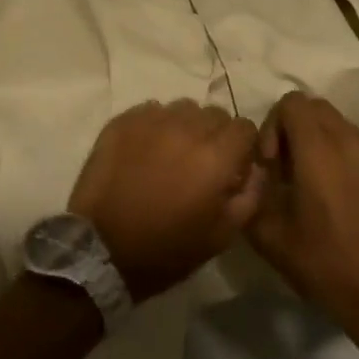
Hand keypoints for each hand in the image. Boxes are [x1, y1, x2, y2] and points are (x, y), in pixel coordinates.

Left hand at [68, 100, 266, 301]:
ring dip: (185, 127)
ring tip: (172, 154)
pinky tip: (146, 151)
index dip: (243, 147)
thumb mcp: (222, 235)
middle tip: (201, 163)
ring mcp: (151, 120)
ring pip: (182, 108)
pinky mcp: (123, 121)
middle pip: (214, 114)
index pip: (244, 127)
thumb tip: (256, 168)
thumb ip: (250, 196)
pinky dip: (155, 125)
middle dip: (215, 135)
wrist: (102, 250)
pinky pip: (151, 111)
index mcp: (215, 156)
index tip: (233, 166)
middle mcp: (186, 128)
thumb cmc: (167, 249)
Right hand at [250, 92, 358, 353]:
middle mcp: (352, 143)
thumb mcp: (270, 236)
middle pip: (318, 108)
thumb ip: (252, 193)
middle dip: (297, 129)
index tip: (273, 164)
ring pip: (343, 128)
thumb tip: (252, 175)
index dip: (273, 126)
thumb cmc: (324, 265)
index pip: (292, 103)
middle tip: (290, 170)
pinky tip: (347, 203)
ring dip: (323, 145)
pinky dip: (349, 163)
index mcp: (319, 150)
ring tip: (318, 186)